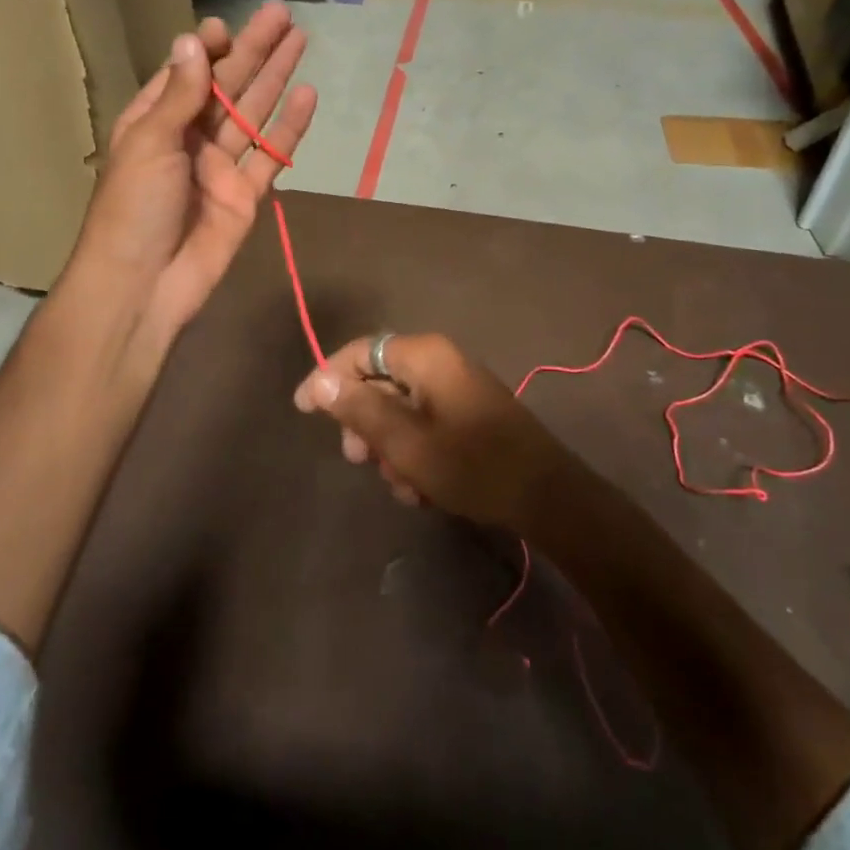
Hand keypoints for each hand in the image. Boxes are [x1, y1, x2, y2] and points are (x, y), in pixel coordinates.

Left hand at [71, 2, 316, 344]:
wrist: (144, 284)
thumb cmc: (133, 207)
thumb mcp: (150, 143)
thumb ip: (180, 94)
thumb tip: (193, 39)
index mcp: (155, 122)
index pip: (186, 74)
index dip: (208, 49)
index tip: (227, 26)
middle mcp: (189, 138)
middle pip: (228, 86)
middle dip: (254, 51)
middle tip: (284, 15)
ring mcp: (220, 167)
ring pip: (253, 114)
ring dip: (276, 78)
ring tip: (301, 41)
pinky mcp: (246, 195)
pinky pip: (271, 155)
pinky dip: (289, 128)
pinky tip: (308, 96)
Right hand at [293, 334, 576, 530]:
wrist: (546, 497)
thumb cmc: (471, 465)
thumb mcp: (405, 442)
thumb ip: (359, 409)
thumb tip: (319, 382)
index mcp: (424, 356)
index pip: (360, 351)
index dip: (327, 377)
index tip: (304, 409)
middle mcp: (440, 362)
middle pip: (379, 380)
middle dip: (363, 422)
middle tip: (357, 459)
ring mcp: (457, 387)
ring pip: (400, 408)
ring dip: (390, 445)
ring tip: (400, 484)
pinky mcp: (469, 413)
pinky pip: (425, 422)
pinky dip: (415, 451)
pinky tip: (421, 488)